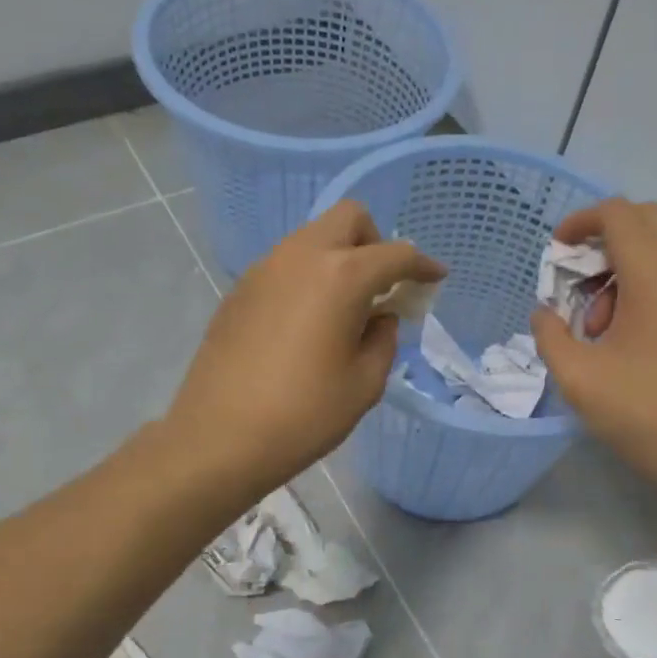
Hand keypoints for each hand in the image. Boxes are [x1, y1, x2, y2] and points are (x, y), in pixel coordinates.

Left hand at [166, 201, 444, 493]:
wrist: (220, 438)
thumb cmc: (304, 415)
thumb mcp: (365, 383)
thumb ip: (383, 340)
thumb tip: (379, 318)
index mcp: (341, 276)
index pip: (395, 254)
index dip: (423, 265)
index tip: (436, 278)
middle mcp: (300, 257)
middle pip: (348, 219)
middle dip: (376, 243)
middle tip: (383, 287)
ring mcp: (264, 269)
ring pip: (313, 238)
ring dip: (339, 258)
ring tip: (346, 309)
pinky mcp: (240, 290)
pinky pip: (286, 265)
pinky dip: (309, 278)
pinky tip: (307, 323)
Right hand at [531, 199, 656, 502]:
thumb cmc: (648, 414)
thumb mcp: (579, 379)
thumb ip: (550, 336)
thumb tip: (545, 313)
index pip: (617, 213)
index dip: (579, 223)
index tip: (556, 253)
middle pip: (645, 220)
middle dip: (603, 243)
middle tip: (578, 288)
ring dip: (626, 267)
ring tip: (603, 326)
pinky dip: (651, 283)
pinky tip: (634, 336)